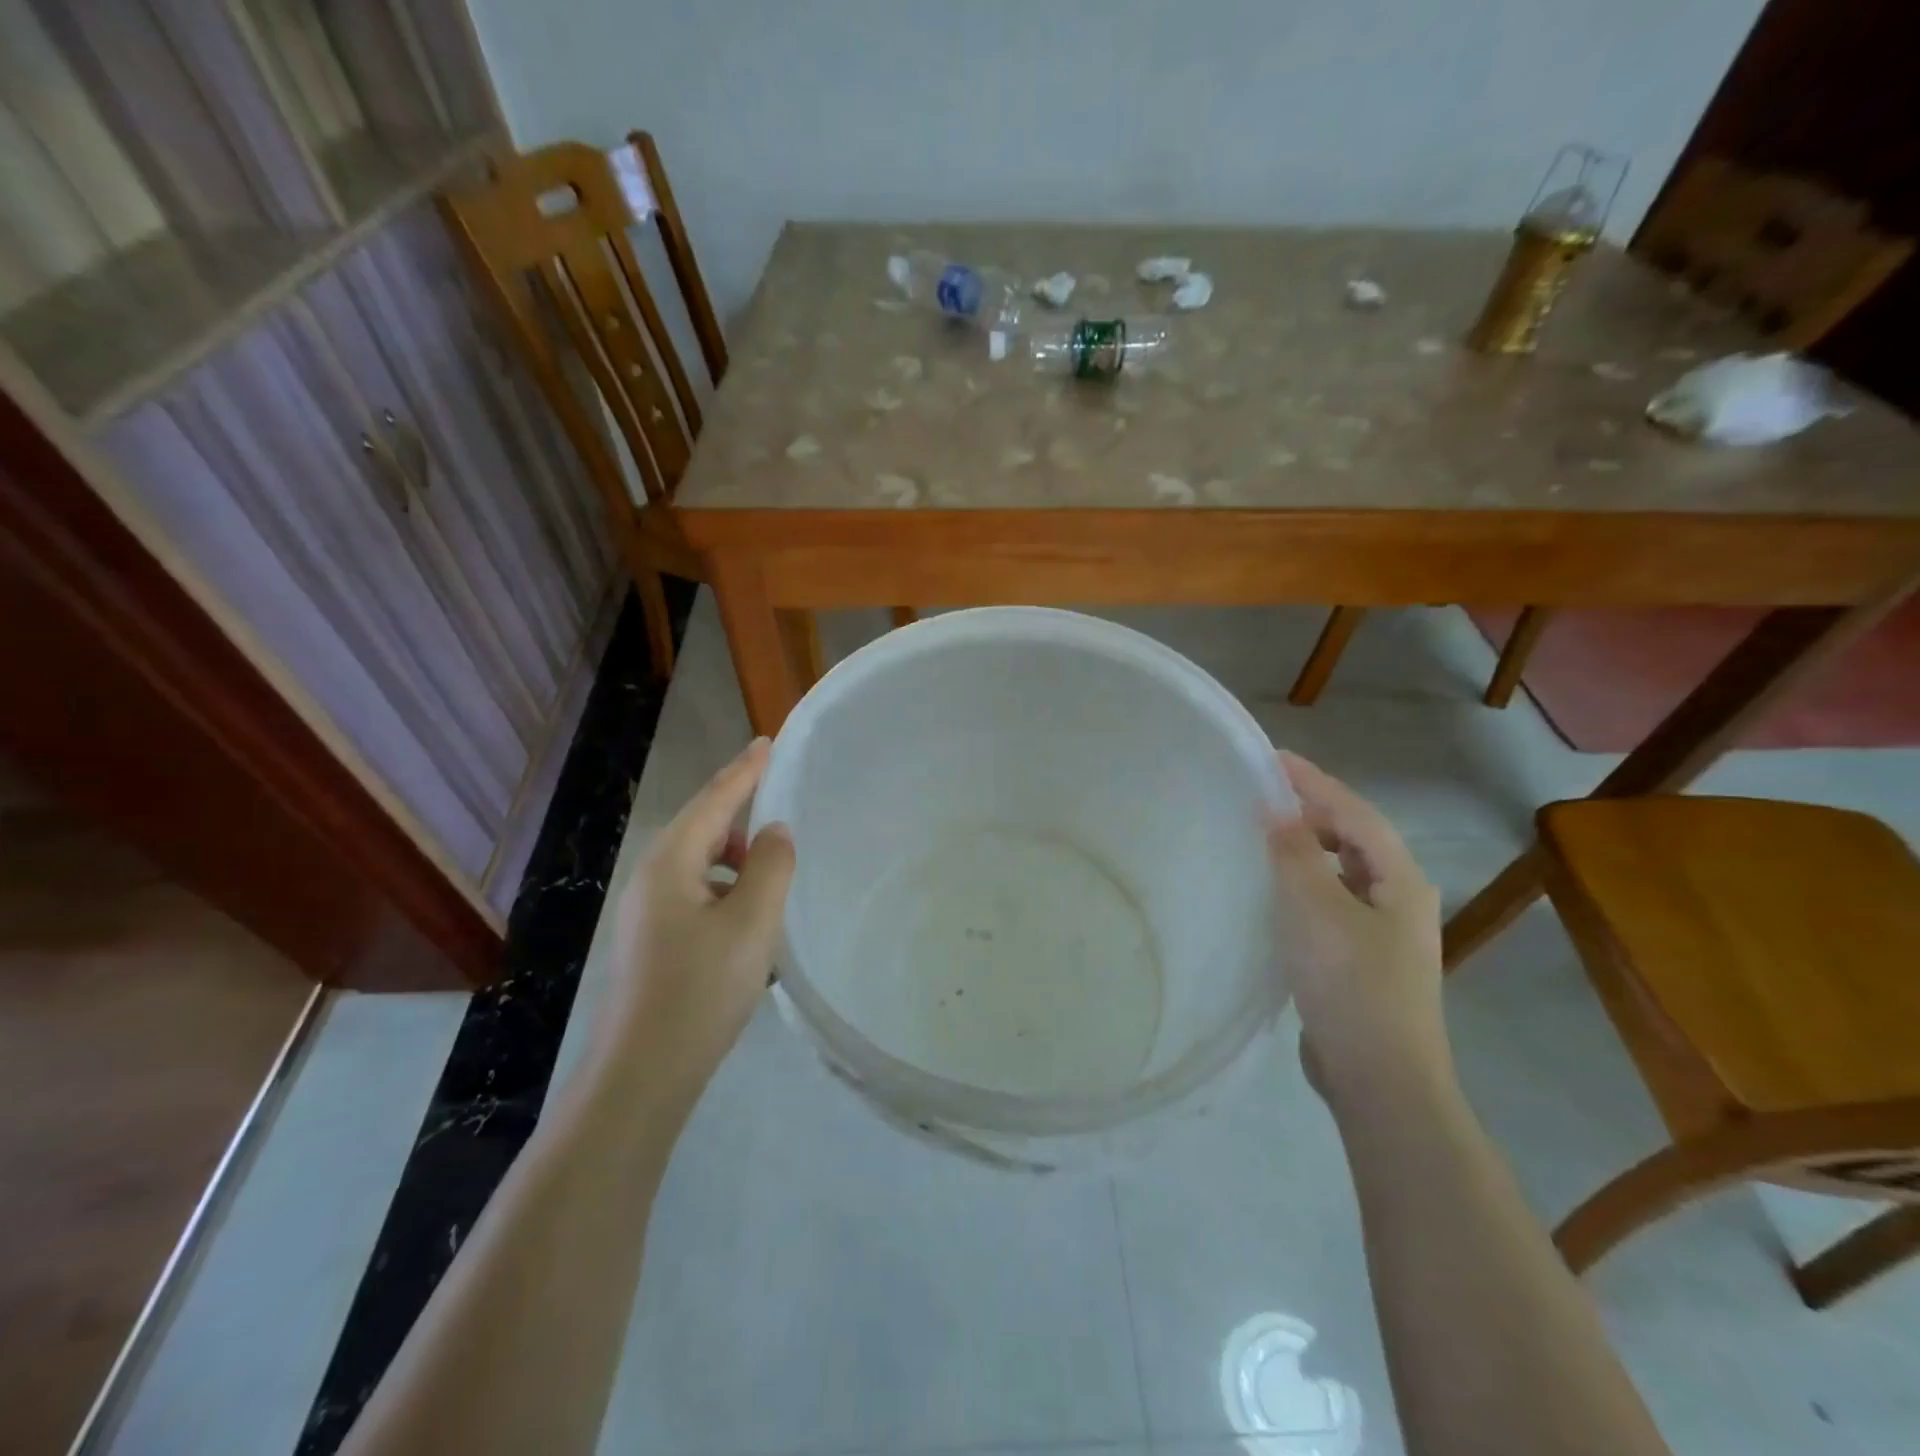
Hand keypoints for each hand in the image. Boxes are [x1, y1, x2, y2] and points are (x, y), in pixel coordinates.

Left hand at [595, 739, 794, 1097]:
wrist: (643, 1074)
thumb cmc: (701, 990)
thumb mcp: (751, 922)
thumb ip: (770, 866)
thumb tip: (774, 832)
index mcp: (671, 863)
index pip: (714, 800)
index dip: (744, 770)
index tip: (767, 742)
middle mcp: (652, 878)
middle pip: (702, 827)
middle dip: (740, 811)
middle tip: (780, 804)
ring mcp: (647, 913)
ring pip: (699, 864)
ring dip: (736, 857)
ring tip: (772, 871)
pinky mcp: (652, 942)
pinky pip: (696, 894)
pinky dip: (726, 889)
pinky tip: (749, 918)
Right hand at [1267, 752, 1448, 1107]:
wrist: (1380, 1079)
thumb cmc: (1350, 983)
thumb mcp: (1314, 909)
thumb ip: (1293, 852)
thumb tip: (1273, 805)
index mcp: (1400, 879)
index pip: (1353, 813)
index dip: (1312, 782)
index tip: (1271, 758)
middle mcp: (1399, 898)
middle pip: (1353, 837)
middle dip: (1311, 811)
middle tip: (1261, 795)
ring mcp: (1384, 932)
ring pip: (1342, 870)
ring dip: (1307, 846)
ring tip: (1265, 835)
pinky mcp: (1362, 959)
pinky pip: (1331, 901)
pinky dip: (1304, 882)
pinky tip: (1277, 892)